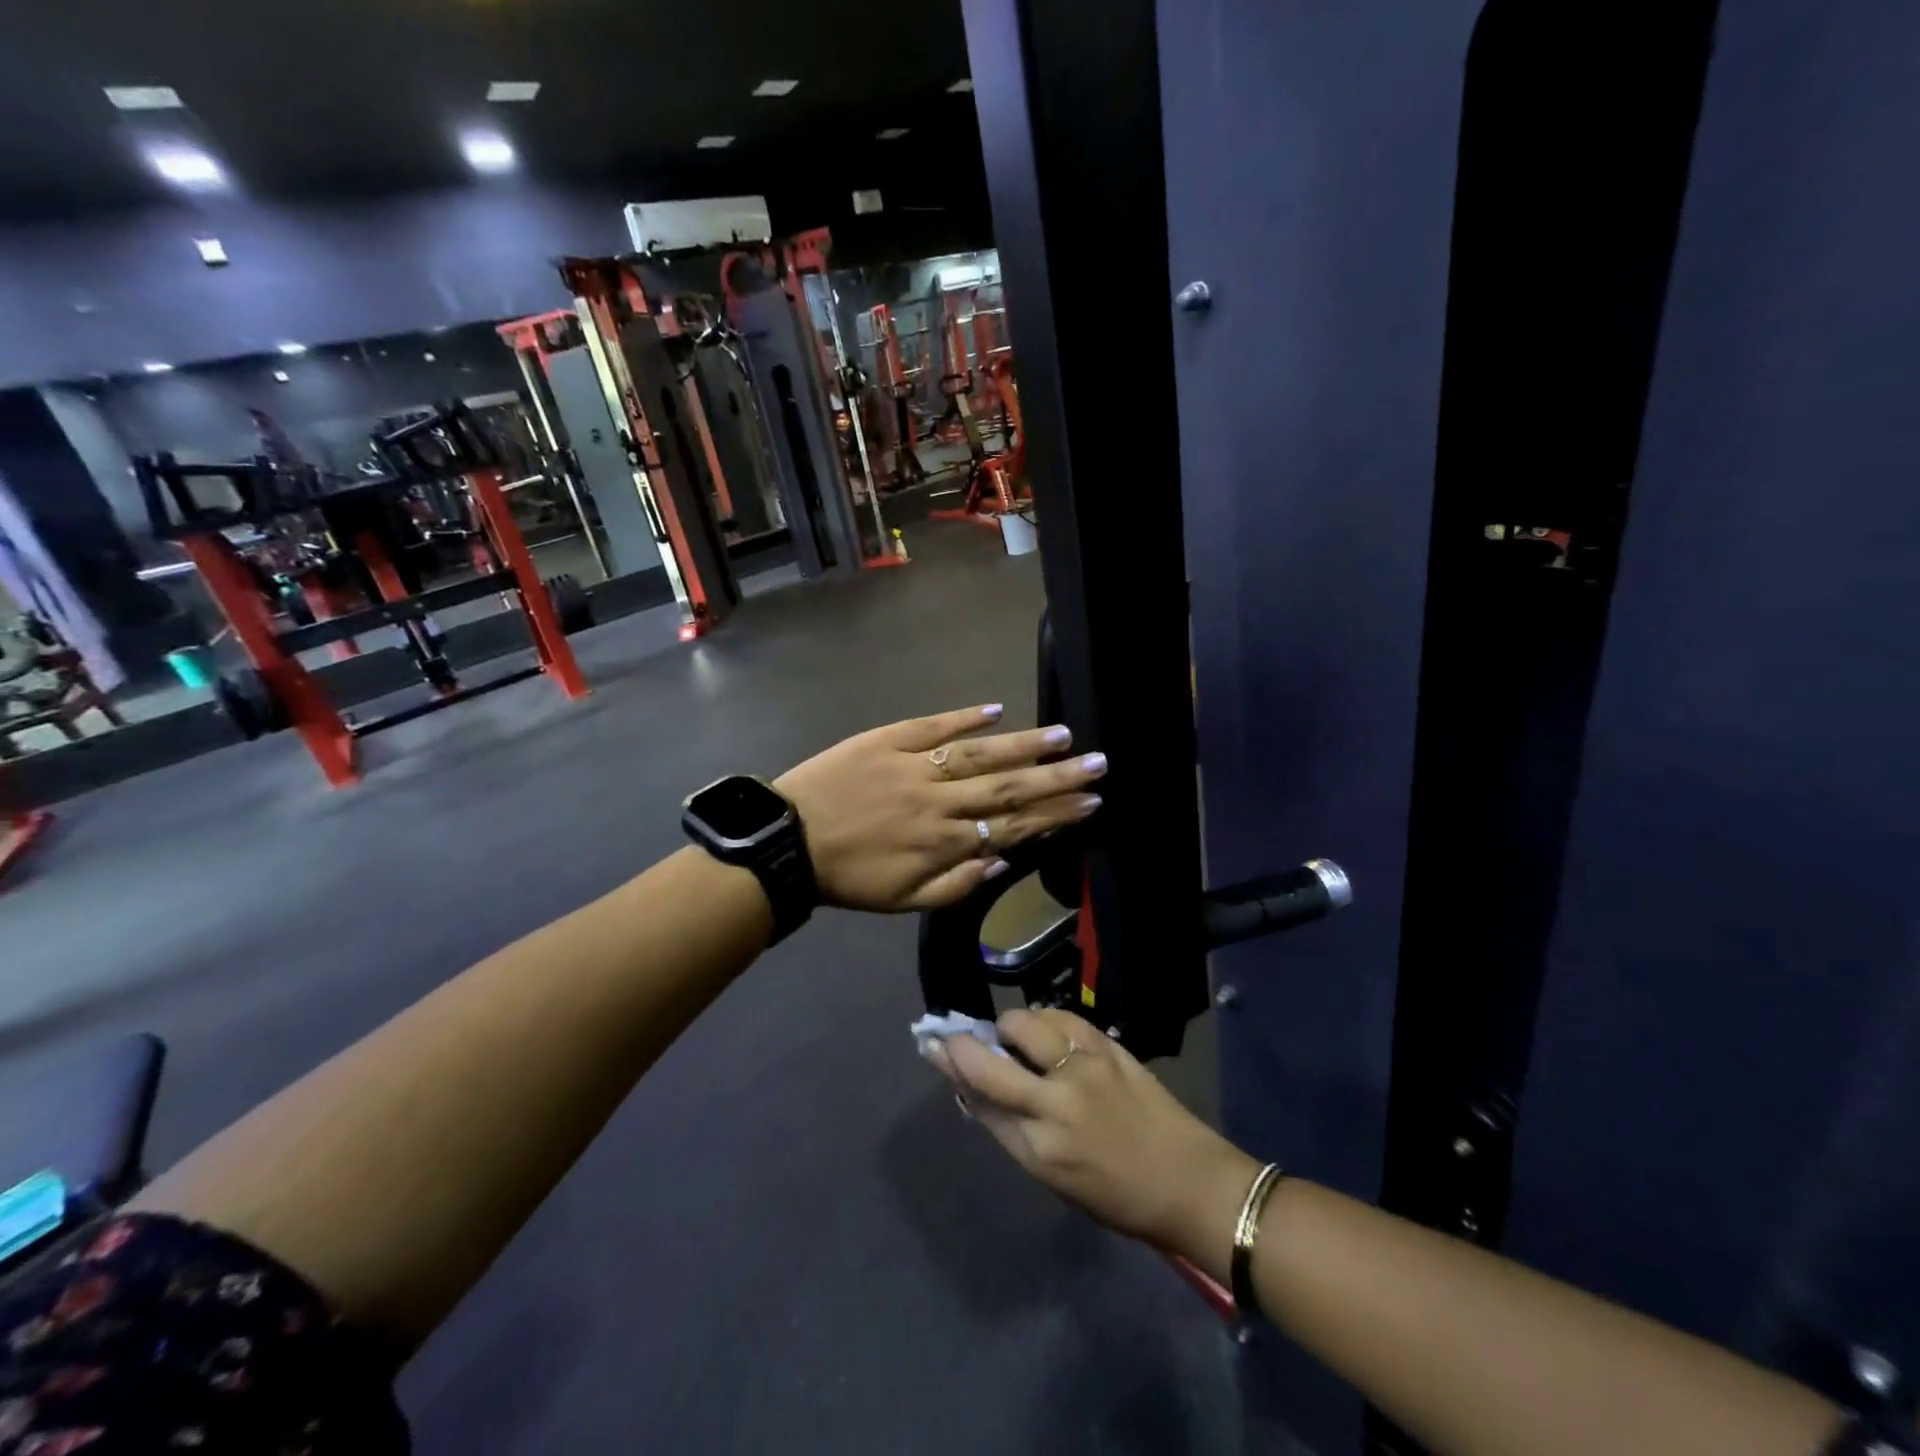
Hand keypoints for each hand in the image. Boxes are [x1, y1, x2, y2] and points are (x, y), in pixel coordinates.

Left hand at [775, 704, 1107, 912]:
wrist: (788, 842)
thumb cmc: (849, 877)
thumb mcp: (904, 902)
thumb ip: (957, 887)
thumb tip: (1002, 863)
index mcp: (945, 842)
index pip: (1012, 826)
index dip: (1055, 815)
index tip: (1091, 802)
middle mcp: (939, 802)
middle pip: (1008, 786)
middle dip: (1057, 777)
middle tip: (1098, 763)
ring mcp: (914, 766)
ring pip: (980, 754)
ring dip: (1024, 745)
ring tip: (1063, 735)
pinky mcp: (887, 741)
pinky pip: (932, 726)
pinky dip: (965, 717)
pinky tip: (997, 709)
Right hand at [931, 1009, 1260, 1259]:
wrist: (1190, 1183)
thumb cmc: (1118, 1197)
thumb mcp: (1054, 1178)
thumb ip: (1013, 1129)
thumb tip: (976, 1090)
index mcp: (1039, 1149)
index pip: (979, 1098)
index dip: (951, 1067)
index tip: (933, 1044)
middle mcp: (1055, 1104)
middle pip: (991, 1060)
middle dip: (964, 1042)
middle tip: (959, 1033)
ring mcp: (1084, 1068)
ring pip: (1025, 1024)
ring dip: (1012, 1027)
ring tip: (1018, 1038)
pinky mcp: (1109, 1047)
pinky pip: (1062, 1017)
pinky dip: (1046, 1019)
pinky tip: (1049, 1030)